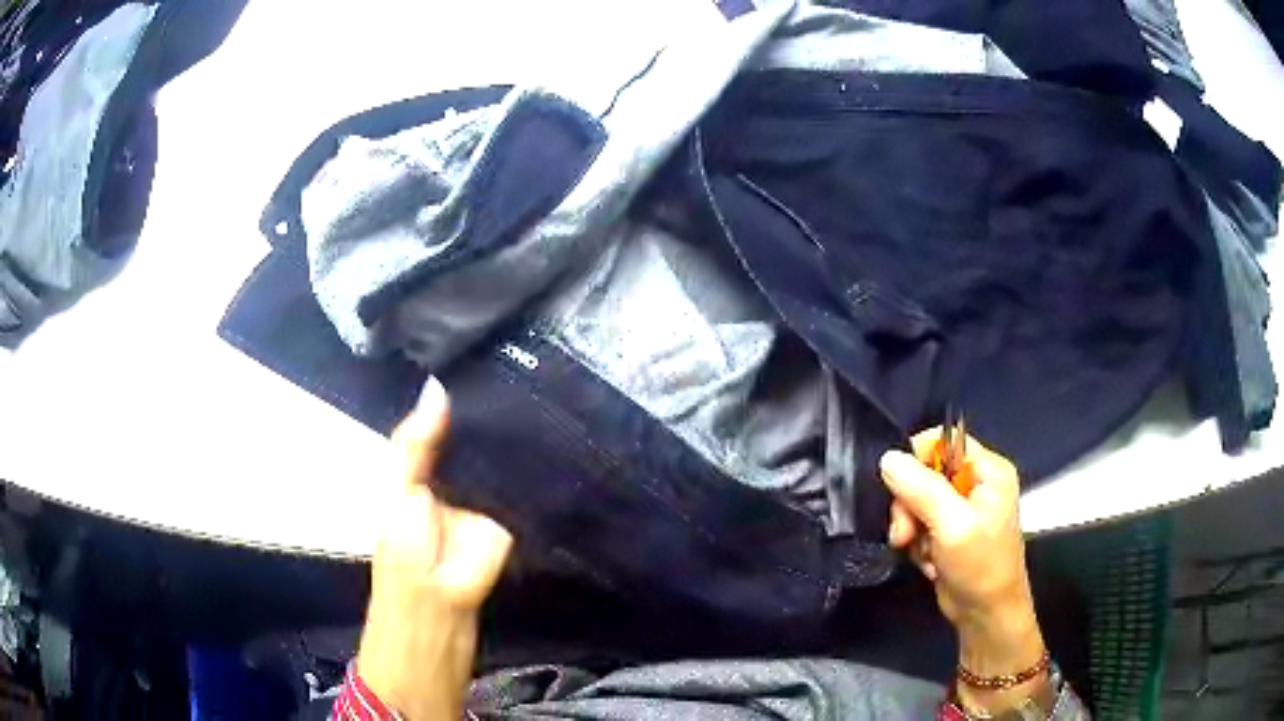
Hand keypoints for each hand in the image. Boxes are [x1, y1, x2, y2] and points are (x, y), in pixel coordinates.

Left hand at [356, 377, 513, 719]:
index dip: (463, 398)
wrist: (437, 625)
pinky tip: (558, 437)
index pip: (445, 427)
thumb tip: (436, 385)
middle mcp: (454, 484)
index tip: (491, 354)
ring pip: (503, 463)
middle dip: (497, 411)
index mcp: (421, 474)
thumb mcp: (398, 497)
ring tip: (547, 388)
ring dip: (519, 438)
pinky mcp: (513, 525)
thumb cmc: (403, 561)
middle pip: (479, 440)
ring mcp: (485, 506)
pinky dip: (536, 471)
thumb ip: (413, 447)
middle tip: (528, 364)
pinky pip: (524, 491)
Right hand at [880, 430, 1045, 712]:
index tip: (899, 489)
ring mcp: (962, 509)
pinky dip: (917, 544)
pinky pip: (919, 525)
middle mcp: (975, 483)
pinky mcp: (949, 532)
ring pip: (917, 502)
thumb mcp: (952, 524)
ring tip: (921, 553)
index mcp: (987, 469)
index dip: (916, 460)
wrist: (986, 615)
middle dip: (910, 505)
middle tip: (905, 534)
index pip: (942, 441)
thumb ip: (921, 488)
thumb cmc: (979, 565)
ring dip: (912, 529)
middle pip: (925, 473)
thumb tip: (887, 457)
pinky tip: (928, 561)